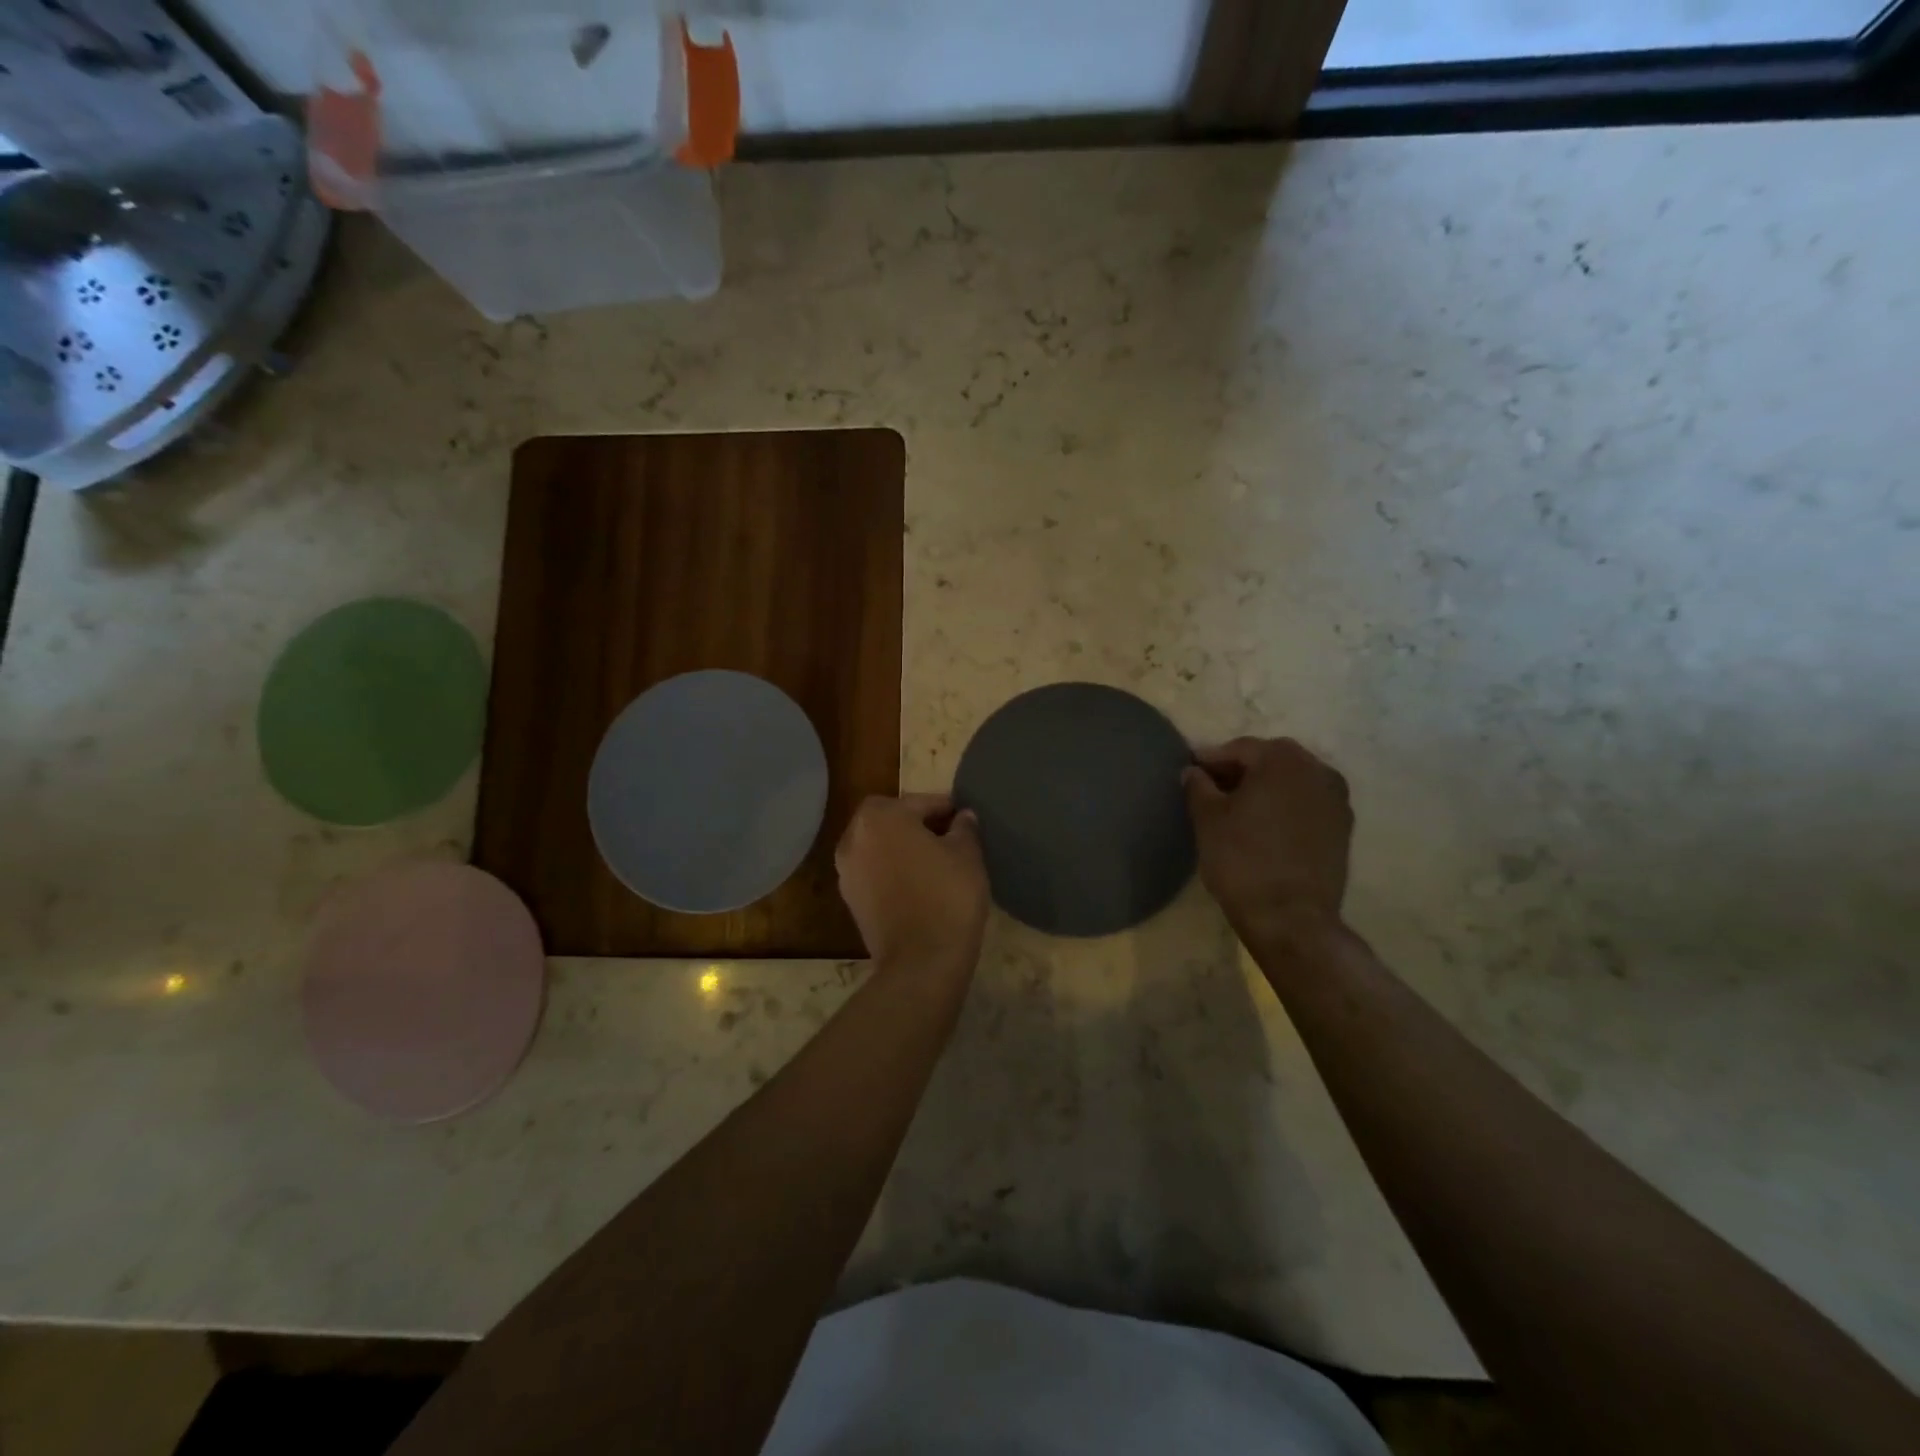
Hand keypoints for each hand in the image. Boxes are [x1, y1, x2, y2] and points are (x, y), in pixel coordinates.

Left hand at [835, 794, 988, 972]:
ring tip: (935, 861)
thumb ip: (964, 828)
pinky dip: (893, 871)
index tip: (964, 819)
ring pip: (880, 846)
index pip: (919, 802)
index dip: (945, 808)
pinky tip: (919, 884)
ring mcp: (847, 870)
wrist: (921, 961)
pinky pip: (874, 872)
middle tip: (950, 837)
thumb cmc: (947, 896)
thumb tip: (962, 817)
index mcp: (880, 816)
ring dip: (903, 848)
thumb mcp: (967, 854)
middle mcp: (854, 837)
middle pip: (892, 820)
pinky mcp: (850, 900)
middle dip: (918, 824)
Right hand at [1182, 737, 1352, 938]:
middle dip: (1242, 770)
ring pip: (1292, 782)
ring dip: (1266, 788)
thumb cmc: (1242, 859)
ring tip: (1238, 808)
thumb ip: (1198, 786)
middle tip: (1212, 788)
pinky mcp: (1343, 829)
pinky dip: (1285, 807)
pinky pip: (1307, 805)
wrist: (1290, 917)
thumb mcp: (1207, 819)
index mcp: (1283, 760)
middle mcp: (1318, 770)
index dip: (1211, 759)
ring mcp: (1337, 800)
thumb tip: (1194, 772)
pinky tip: (1264, 826)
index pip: (1240, 749)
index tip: (1191, 771)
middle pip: (1271, 760)